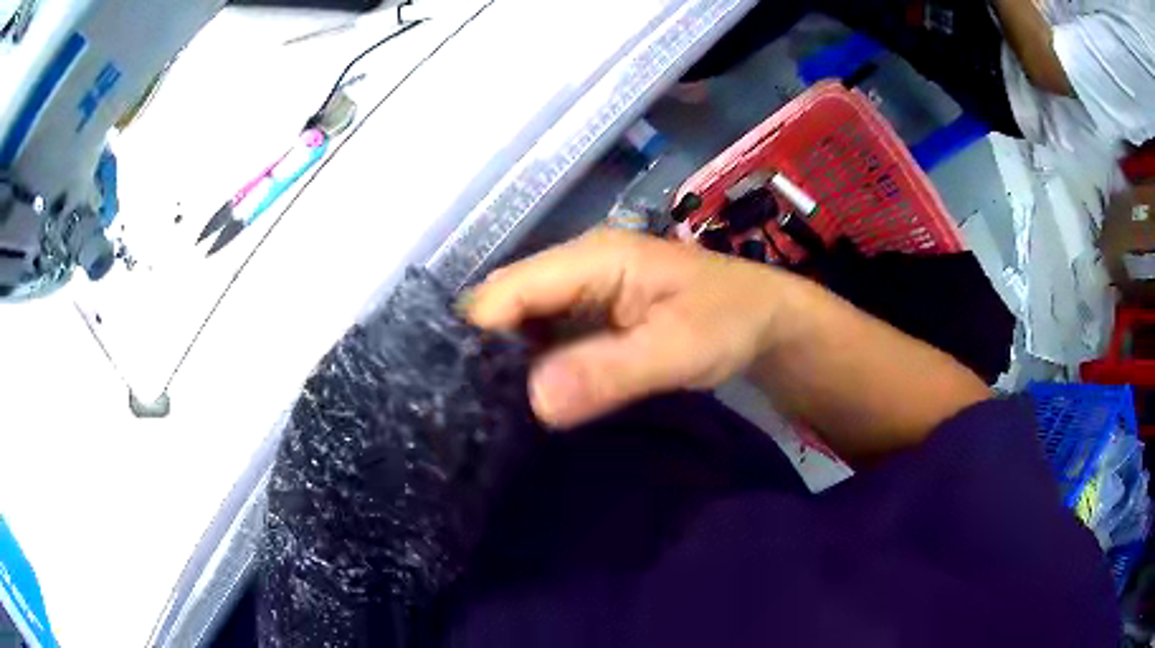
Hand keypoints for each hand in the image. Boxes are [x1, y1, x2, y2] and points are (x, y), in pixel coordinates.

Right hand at [465, 229, 802, 427]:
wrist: (766, 321)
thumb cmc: (731, 321)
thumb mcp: (679, 347)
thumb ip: (610, 371)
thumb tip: (533, 402)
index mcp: (591, 258)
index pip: (508, 290)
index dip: (477, 337)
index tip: (457, 394)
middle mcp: (576, 267)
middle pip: (505, 303)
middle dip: (481, 352)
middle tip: (465, 412)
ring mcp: (581, 291)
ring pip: (520, 323)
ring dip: (501, 364)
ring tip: (482, 414)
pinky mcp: (590, 317)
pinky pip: (543, 339)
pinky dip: (527, 368)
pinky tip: (520, 402)